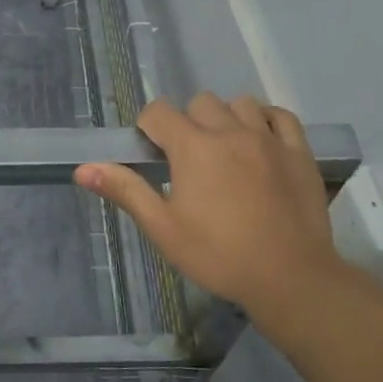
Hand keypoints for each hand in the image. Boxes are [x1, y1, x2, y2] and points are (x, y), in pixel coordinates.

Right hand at [74, 93, 366, 327]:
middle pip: (200, 103)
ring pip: (240, 104)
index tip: (152, 154)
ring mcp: (269, 138)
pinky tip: (261, 140)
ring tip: (225, 149)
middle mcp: (230, 131)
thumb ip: (125, 191)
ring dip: (226, 118)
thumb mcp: (163, 228)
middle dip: (188, 122)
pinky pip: (281, 116)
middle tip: (188, 159)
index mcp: (193, 147)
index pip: (159, 112)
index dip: (149, 127)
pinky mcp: (299, 152)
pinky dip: (267, 120)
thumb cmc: (218, 255)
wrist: (290, 278)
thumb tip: (83, 169)